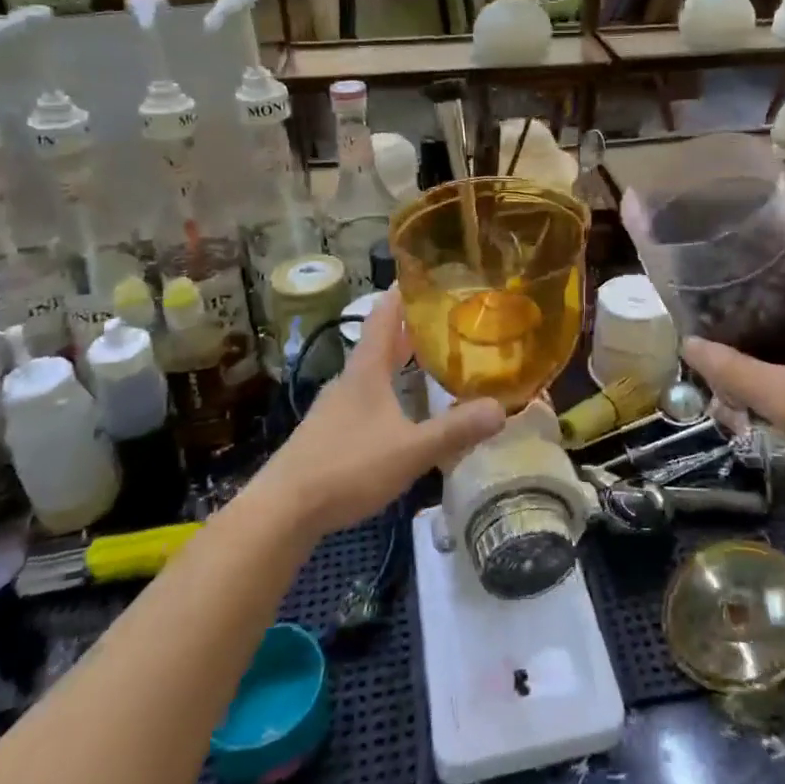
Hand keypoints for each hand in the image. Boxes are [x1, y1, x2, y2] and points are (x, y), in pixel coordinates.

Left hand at [248, 293, 504, 538]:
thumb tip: (501, 409)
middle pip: (379, 343)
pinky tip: (399, 412)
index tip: (423, 274)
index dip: (401, 293)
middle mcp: (348, 380)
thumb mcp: (410, 450)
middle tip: (442, 317)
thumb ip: (455, 430)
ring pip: (371, 373)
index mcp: (366, 371)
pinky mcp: (327, 433)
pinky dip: (386, 391)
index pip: (384, 316)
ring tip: (427, 361)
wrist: (283, 510)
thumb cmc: (348, 467)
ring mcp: (333, 408)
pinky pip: (363, 399)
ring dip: (396, 362)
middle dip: (408, 328)